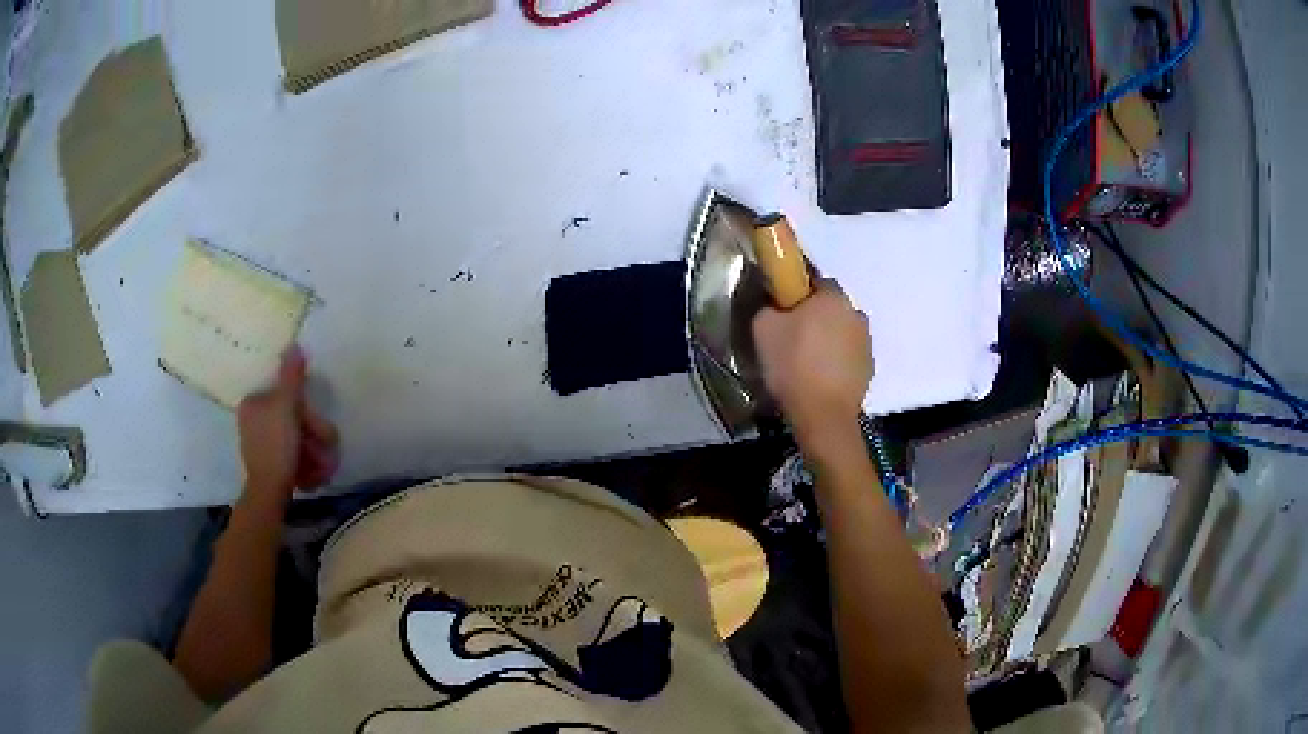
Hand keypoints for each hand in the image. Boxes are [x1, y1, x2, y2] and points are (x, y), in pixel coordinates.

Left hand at [237, 347, 339, 504]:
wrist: (269, 493)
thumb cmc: (276, 446)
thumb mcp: (287, 406)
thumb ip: (292, 377)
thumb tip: (294, 345)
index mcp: (254, 403)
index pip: (288, 398)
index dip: (307, 413)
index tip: (314, 427)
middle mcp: (254, 421)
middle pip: (295, 421)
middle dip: (314, 438)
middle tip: (323, 452)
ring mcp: (261, 444)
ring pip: (298, 441)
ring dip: (314, 454)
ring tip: (320, 470)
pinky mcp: (270, 465)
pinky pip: (293, 458)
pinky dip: (305, 465)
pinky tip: (311, 477)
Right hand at [752, 281, 872, 438]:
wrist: (823, 414)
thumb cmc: (792, 364)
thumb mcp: (762, 329)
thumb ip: (768, 307)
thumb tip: (774, 305)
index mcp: (832, 297)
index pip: (816, 281)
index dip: (799, 293)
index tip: (784, 309)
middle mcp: (855, 313)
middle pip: (833, 308)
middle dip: (816, 317)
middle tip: (793, 336)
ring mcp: (867, 342)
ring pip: (843, 331)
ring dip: (829, 339)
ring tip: (807, 361)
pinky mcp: (869, 368)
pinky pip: (849, 356)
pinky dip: (837, 361)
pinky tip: (820, 378)